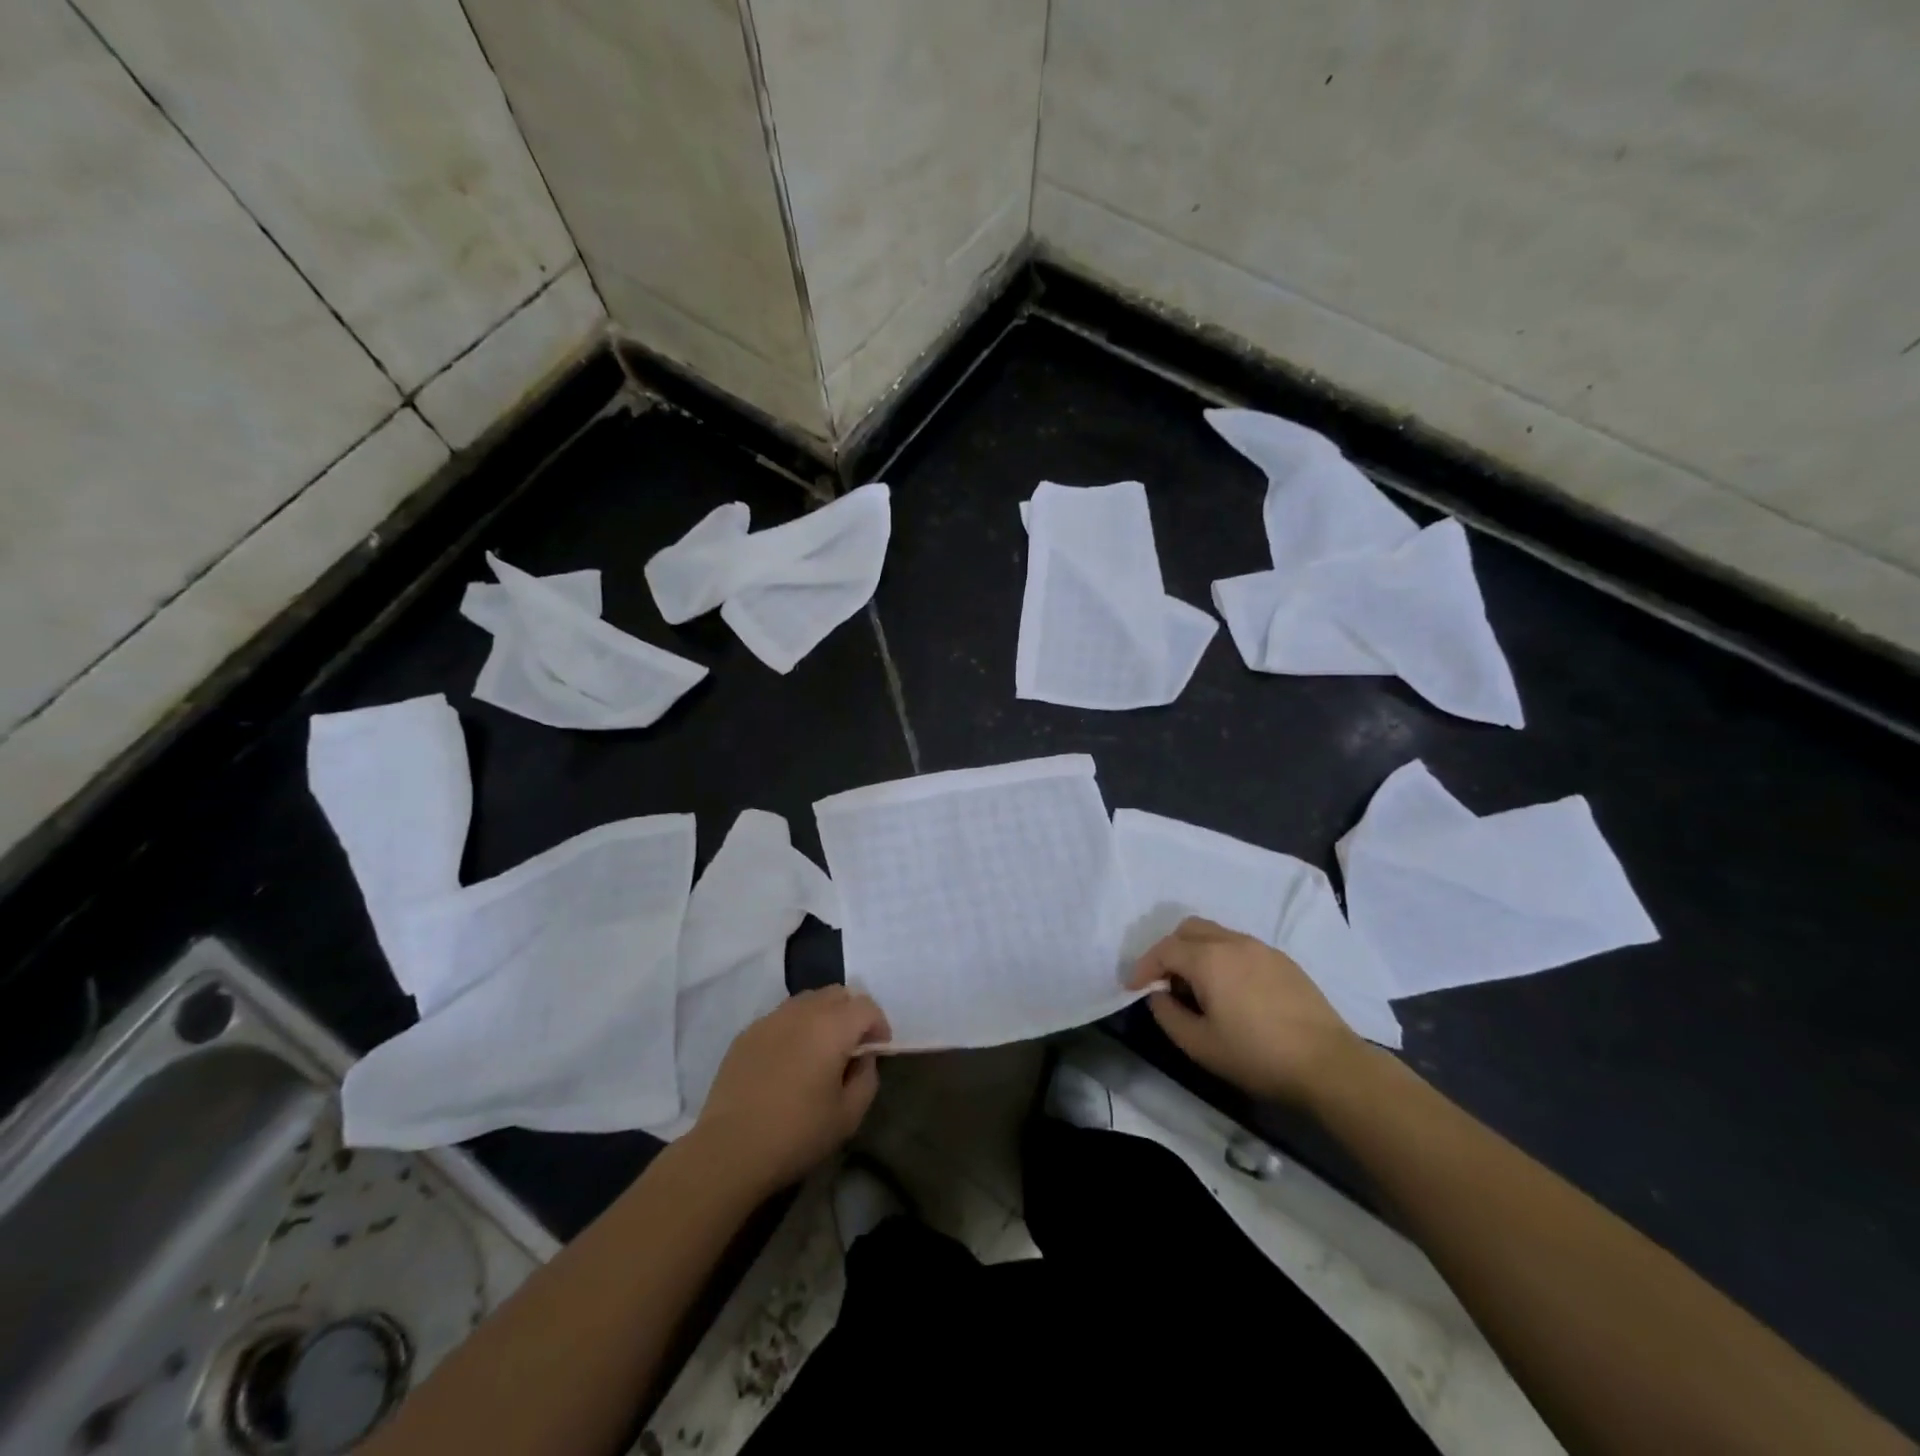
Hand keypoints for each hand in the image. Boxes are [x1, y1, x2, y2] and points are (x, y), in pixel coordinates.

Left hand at [692, 986, 890, 1194]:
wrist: (730, 1148)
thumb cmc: (796, 1134)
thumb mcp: (848, 1116)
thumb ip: (867, 1078)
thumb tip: (863, 1058)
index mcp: (832, 1027)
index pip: (866, 1006)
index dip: (879, 1024)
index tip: (878, 1049)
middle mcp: (803, 1012)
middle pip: (838, 993)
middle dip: (852, 1013)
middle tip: (852, 1046)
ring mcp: (771, 1019)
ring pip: (808, 1000)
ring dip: (823, 1015)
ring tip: (820, 1049)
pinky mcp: (747, 1032)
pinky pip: (781, 1016)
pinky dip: (795, 1027)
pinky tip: (788, 1060)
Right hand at [1128, 917, 1363, 1104]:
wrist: (1328, 1064)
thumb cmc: (1257, 1055)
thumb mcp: (1200, 1045)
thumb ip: (1168, 1015)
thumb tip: (1158, 995)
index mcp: (1209, 959)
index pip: (1164, 950)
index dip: (1144, 967)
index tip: (1134, 988)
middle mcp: (1232, 942)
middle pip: (1188, 929)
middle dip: (1169, 951)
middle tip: (1165, 981)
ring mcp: (1261, 948)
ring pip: (1216, 934)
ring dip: (1196, 952)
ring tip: (1197, 987)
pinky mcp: (1282, 960)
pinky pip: (1239, 946)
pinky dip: (1222, 957)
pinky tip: (1230, 990)